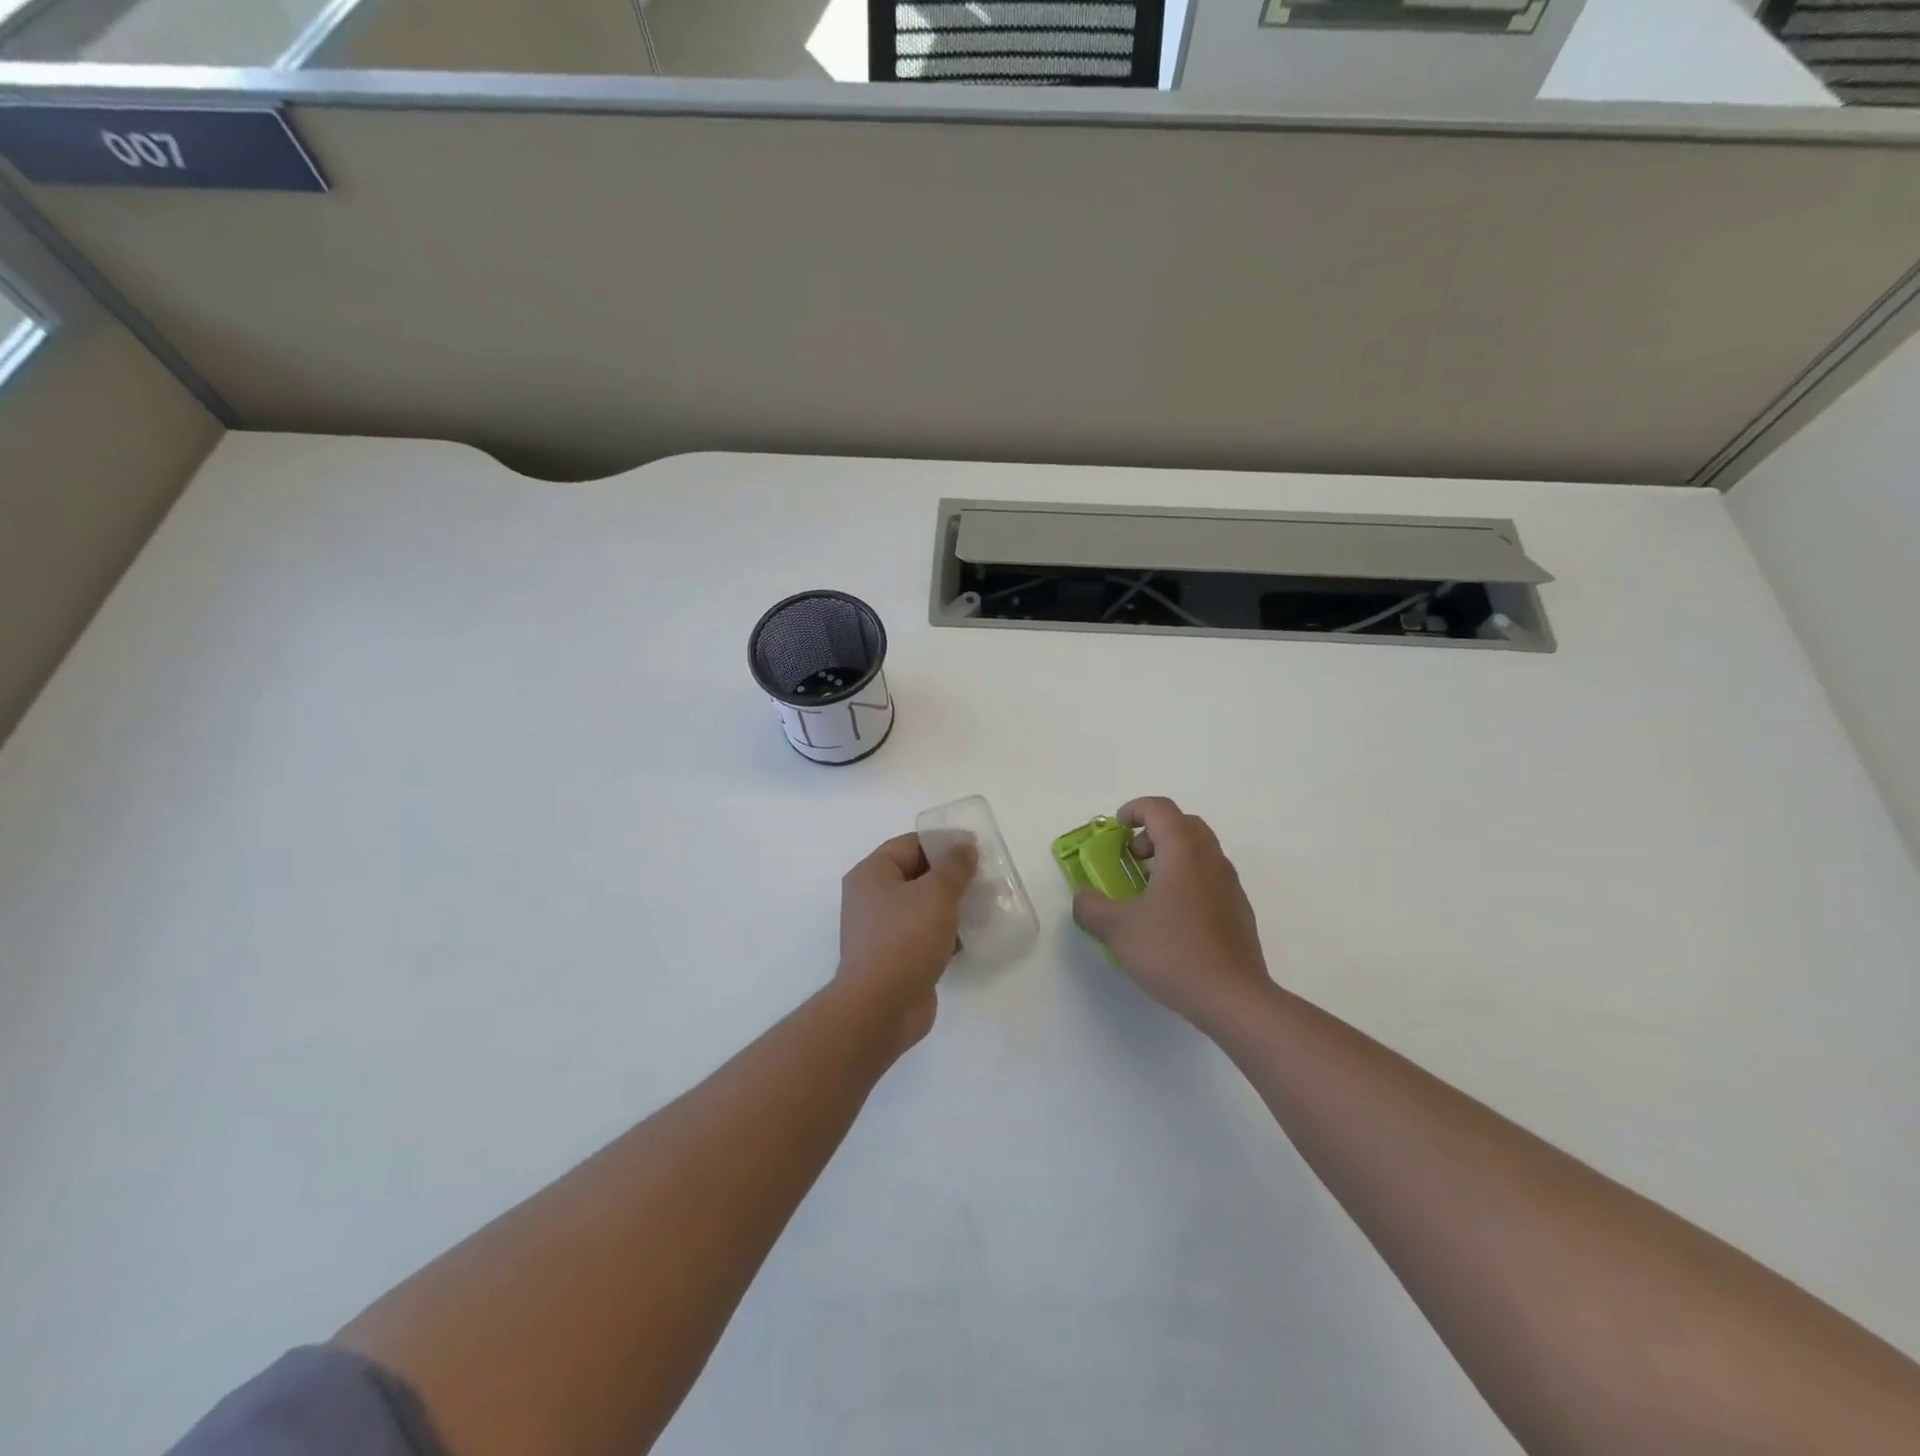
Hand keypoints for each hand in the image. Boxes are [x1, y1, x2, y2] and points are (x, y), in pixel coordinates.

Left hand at [836, 832, 977, 1051]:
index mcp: (872, 874)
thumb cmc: (904, 939)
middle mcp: (871, 898)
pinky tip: (975, 934)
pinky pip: (925, 934)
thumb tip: (965, 846)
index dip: (942, 842)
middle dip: (951, 875)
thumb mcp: (936, 893)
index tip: (975, 847)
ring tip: (986, 903)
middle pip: (917, 874)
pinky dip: (947, 932)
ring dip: (952, 905)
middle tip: (985, 876)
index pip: (910, 844)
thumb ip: (955, 866)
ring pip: (923, 906)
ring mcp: (882, 931)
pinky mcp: (896, 958)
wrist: (880, 1008)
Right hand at [1072, 797, 1273, 1033]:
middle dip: (1154, 831)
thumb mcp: (1118, 930)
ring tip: (1148, 888)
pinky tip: (1171, 916)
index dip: (1134, 810)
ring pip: (1200, 850)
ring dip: (1172, 855)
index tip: (1115, 829)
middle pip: (1184, 824)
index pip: (1160, 808)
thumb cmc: (1173, 952)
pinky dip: (1187, 878)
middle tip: (1132, 856)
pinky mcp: (1238, 910)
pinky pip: (1210, 876)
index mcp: (1183, 852)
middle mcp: (1211, 859)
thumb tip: (1083, 896)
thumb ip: (1091, 907)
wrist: (1232, 997)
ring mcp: (1230, 884)